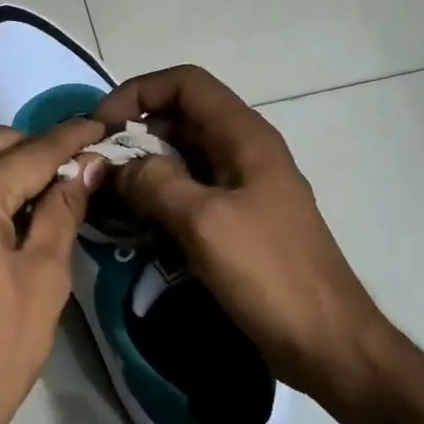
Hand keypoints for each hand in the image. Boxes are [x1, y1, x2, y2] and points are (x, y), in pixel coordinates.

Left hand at [0, 120, 108, 423]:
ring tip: (56, 186)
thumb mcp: (44, 276)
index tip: (103, 126)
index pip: (32, 151)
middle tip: (81, 165)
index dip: (72, 138)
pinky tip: (19, 208)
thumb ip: (63, 210)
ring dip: (13, 165)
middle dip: (39, 147)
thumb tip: (86, 167)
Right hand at [95, 66, 388, 405]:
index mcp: (244, 136)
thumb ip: (155, 183)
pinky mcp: (239, 220)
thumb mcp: (204, 222)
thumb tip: (117, 167)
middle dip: (135, 133)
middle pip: (181, 118)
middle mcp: (244, 151)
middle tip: (98, 167)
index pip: (186, 83)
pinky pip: (192, 193)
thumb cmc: (268, 273)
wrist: (325, 340)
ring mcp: (244, 187)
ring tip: (108, 196)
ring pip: (184, 157)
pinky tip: (136, 223)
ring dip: (145, 168)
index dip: (138, 92)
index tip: (102, 127)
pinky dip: (161, 198)